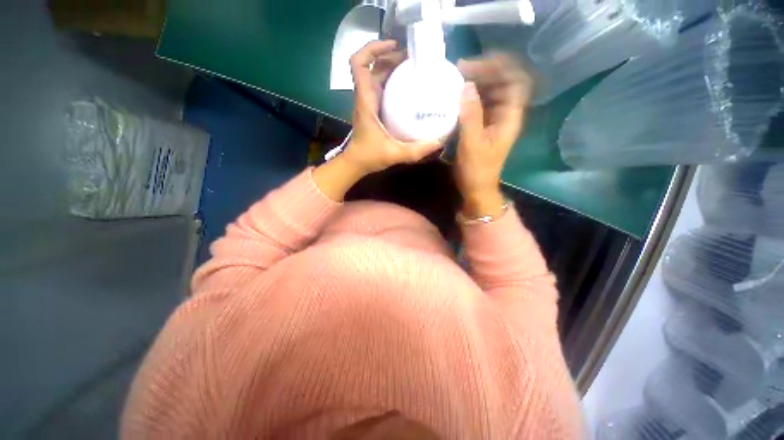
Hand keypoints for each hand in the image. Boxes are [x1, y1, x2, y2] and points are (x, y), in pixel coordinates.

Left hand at [313, 41, 442, 201]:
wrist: (355, 164)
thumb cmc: (369, 156)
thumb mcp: (394, 154)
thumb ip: (416, 150)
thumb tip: (439, 142)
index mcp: (366, 101)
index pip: (358, 64)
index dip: (373, 48)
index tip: (394, 46)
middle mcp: (366, 97)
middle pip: (373, 66)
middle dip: (391, 56)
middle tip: (414, 59)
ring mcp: (369, 103)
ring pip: (377, 76)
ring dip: (393, 68)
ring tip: (414, 68)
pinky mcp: (374, 110)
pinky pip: (382, 88)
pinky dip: (393, 82)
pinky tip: (409, 88)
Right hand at [454, 54, 531, 217]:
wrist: (477, 188)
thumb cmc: (476, 170)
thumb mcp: (472, 143)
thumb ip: (470, 115)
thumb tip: (466, 86)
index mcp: (510, 117)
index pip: (516, 80)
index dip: (502, 66)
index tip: (478, 62)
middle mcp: (506, 114)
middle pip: (504, 82)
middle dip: (485, 71)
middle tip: (461, 68)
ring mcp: (496, 119)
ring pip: (492, 91)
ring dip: (477, 82)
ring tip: (457, 77)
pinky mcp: (485, 125)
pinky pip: (481, 103)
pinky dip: (471, 96)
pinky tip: (458, 95)